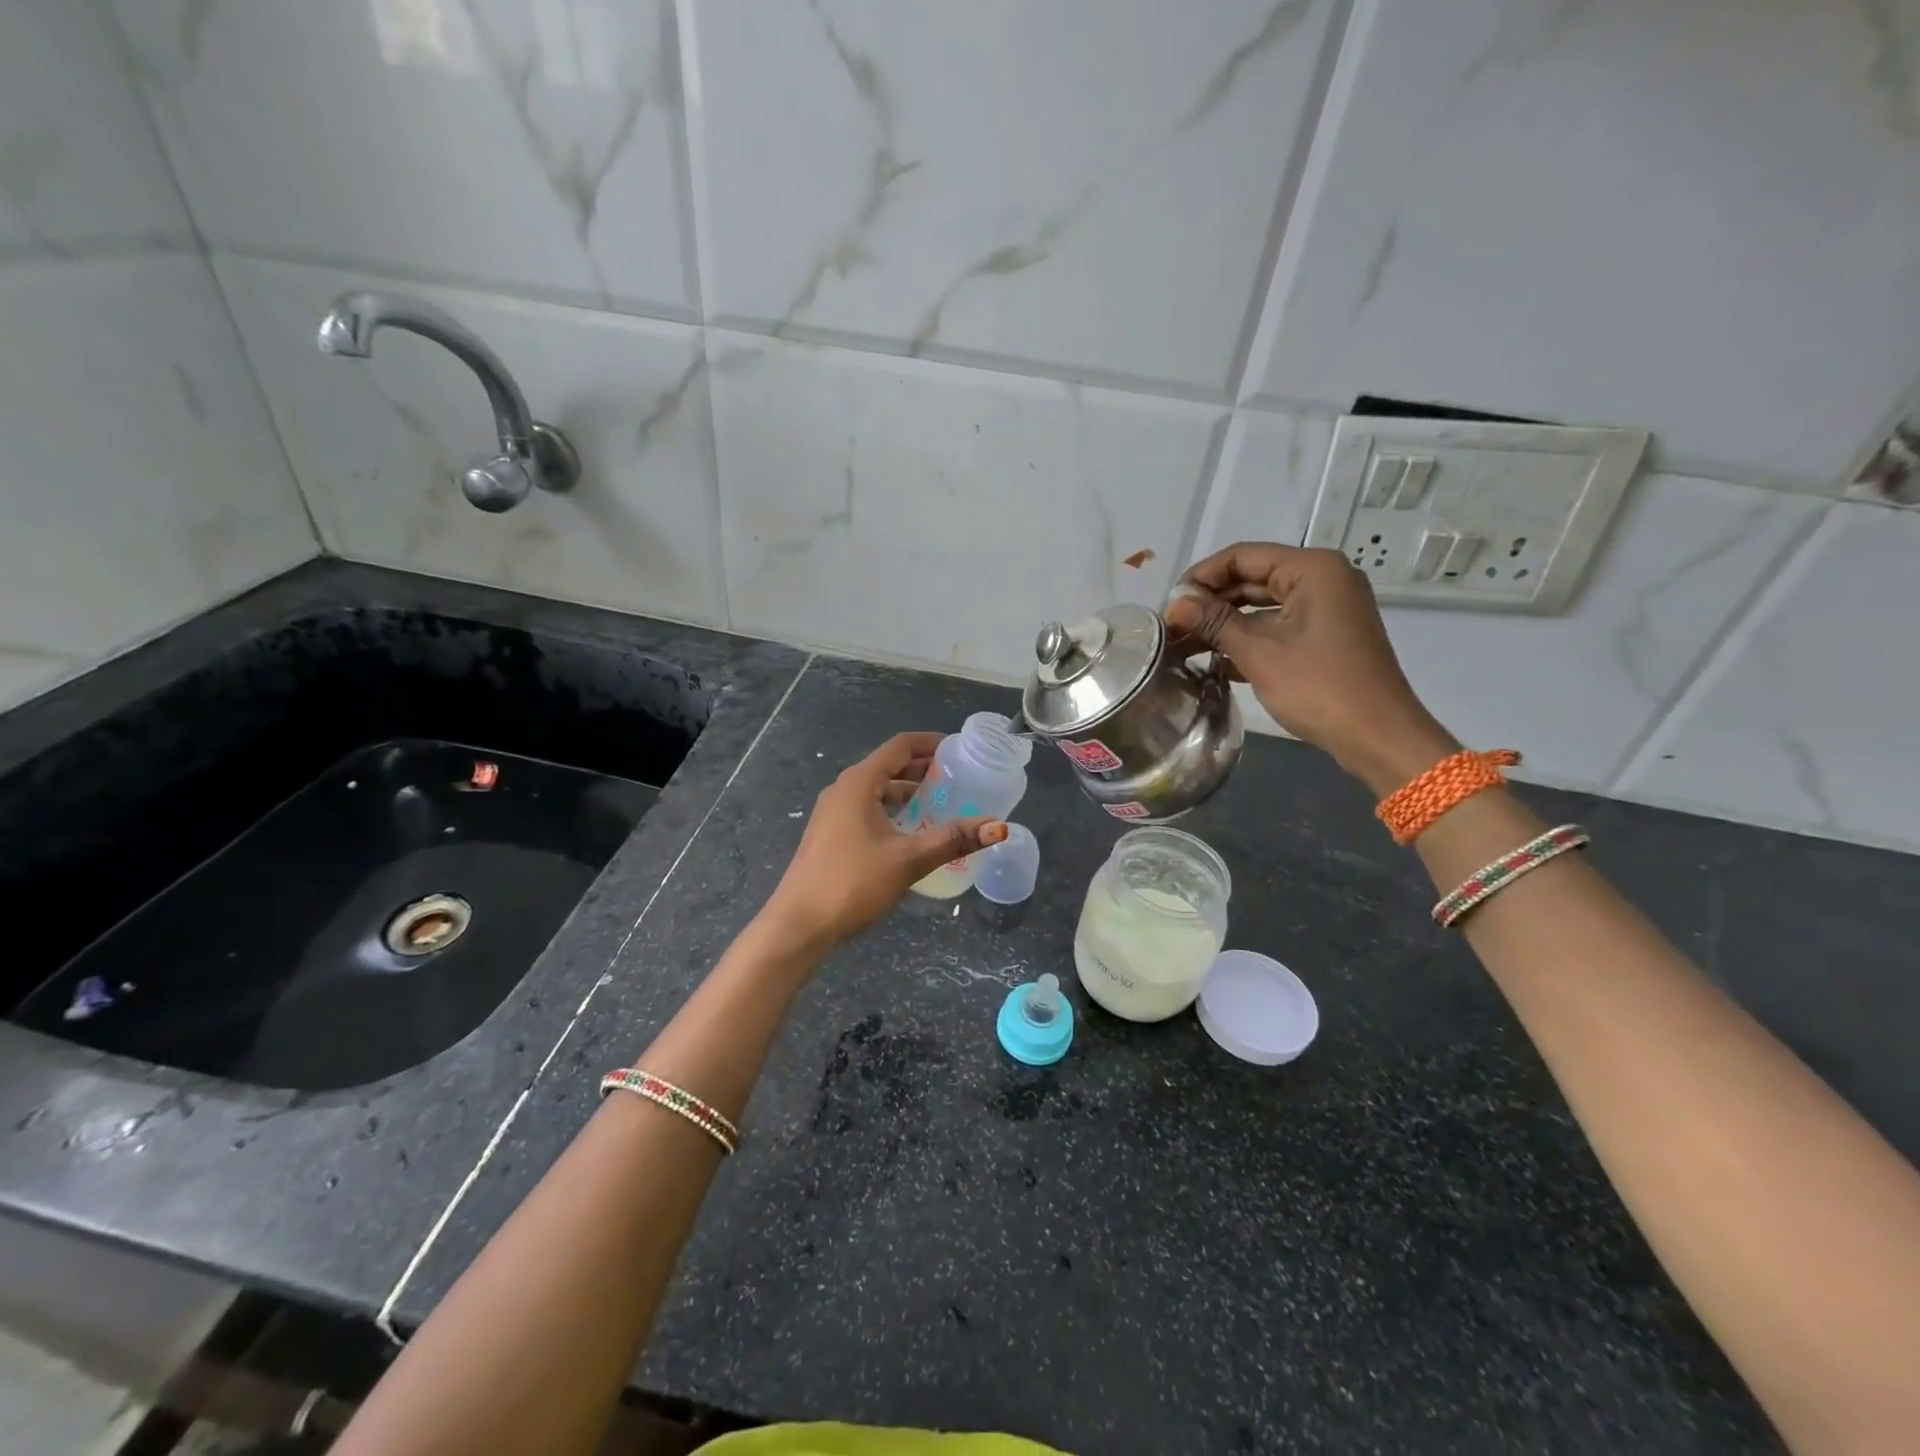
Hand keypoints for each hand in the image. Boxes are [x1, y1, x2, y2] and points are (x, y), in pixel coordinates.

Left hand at [761, 732, 1006, 950]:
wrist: (799, 924)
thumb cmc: (853, 882)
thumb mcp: (909, 859)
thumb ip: (953, 839)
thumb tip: (998, 827)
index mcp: (859, 783)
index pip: (899, 746)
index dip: (930, 743)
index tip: (960, 749)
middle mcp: (843, 789)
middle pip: (888, 765)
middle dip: (922, 768)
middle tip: (958, 777)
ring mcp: (833, 812)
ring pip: (878, 789)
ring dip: (908, 791)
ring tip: (941, 802)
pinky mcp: (831, 834)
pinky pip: (868, 808)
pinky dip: (893, 809)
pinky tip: (911, 830)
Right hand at [1166, 542, 1457, 795]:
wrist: (1377, 736)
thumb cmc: (1318, 687)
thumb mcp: (1259, 653)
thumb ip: (1214, 622)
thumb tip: (1174, 604)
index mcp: (1312, 569)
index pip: (1243, 556)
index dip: (1201, 576)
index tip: (1169, 603)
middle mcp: (1322, 579)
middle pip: (1252, 578)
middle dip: (1210, 601)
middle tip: (1171, 626)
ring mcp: (1326, 608)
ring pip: (1262, 605)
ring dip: (1224, 623)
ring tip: (1184, 643)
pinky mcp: (1325, 635)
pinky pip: (1278, 625)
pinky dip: (1248, 638)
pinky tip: (1214, 660)